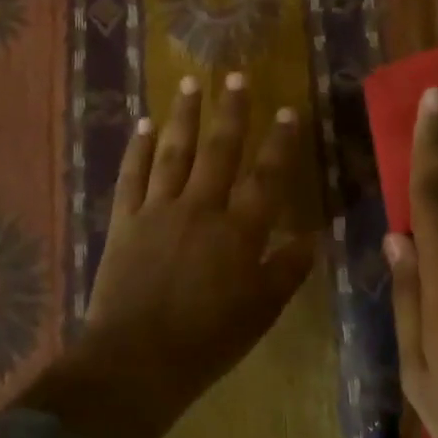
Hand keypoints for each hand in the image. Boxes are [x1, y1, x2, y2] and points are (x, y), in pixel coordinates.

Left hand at [76, 73, 315, 432]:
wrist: (136, 361)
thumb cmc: (207, 342)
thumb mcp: (260, 312)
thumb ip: (287, 270)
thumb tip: (313, 237)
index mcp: (238, 231)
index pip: (266, 177)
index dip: (280, 142)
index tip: (288, 110)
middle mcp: (200, 208)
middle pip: (219, 150)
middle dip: (231, 111)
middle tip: (236, 76)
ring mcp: (158, 209)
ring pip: (174, 151)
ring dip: (184, 115)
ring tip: (190, 83)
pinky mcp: (124, 219)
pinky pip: (131, 175)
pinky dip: (137, 148)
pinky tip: (143, 124)